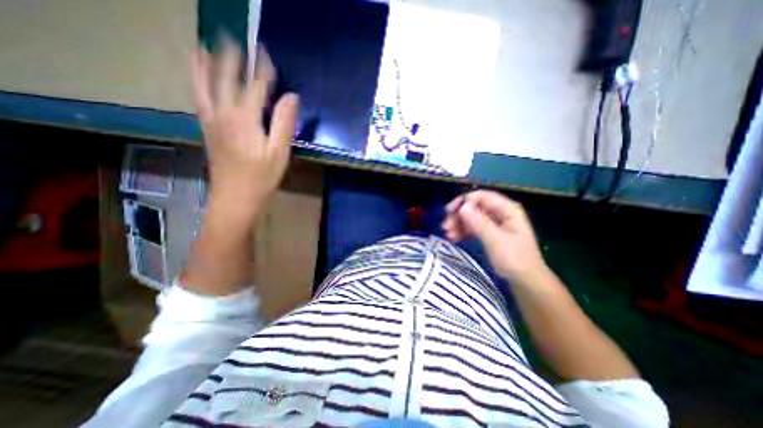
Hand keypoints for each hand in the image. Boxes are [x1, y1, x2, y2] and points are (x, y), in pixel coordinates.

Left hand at [190, 41, 297, 216]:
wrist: (236, 197)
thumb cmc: (262, 177)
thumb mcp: (280, 152)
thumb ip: (285, 123)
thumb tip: (291, 97)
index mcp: (246, 120)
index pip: (255, 86)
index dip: (262, 70)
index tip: (266, 54)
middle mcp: (225, 114)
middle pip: (226, 79)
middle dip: (231, 59)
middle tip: (234, 40)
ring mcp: (212, 121)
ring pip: (205, 86)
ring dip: (204, 65)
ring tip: (202, 47)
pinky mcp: (207, 130)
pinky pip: (198, 100)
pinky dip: (195, 83)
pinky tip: (196, 77)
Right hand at [441, 191, 547, 280]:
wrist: (526, 282)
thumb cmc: (514, 259)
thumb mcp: (494, 239)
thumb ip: (478, 221)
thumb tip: (462, 206)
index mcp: (507, 209)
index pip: (481, 196)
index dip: (463, 201)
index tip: (448, 212)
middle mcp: (501, 213)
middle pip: (475, 207)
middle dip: (459, 215)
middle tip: (445, 226)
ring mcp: (495, 224)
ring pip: (472, 218)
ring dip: (459, 224)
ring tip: (447, 234)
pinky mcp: (491, 234)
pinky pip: (474, 228)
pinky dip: (464, 231)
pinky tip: (454, 237)